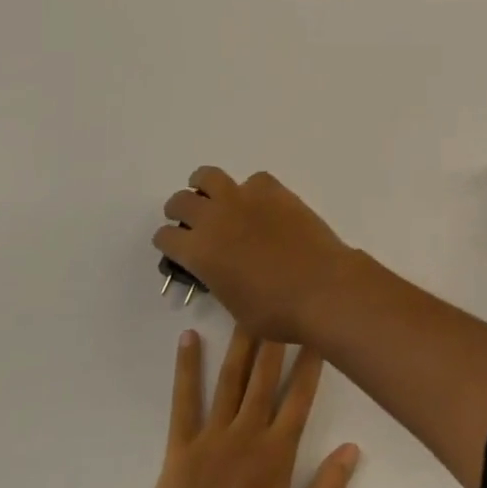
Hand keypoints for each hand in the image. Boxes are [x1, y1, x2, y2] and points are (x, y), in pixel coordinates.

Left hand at [126, 326, 359, 487]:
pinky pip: (184, 401)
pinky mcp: (179, 450)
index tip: (318, 328)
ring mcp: (210, 439)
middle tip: (282, 296)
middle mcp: (245, 436)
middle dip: (277, 335)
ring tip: (245, 305)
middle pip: (264, 376)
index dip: (311, 361)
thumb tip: (352, 449)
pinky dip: (186, 368)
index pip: (299, 398)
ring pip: (229, 379)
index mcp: (276, 458)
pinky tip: (188, 339)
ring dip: (239, 341)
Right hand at [155, 168, 354, 341]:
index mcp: (199, 252)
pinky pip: (252, 180)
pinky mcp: (272, 189)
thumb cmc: (275, 311)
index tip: (173, 246)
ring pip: (209, 176)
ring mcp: (244, 198)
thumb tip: (220, 267)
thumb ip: (218, 279)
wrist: (320, 286)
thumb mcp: (233, 305)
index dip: (167, 242)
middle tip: (187, 218)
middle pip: (181, 201)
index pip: (166, 237)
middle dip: (178, 210)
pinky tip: (260, 205)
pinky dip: (250, 190)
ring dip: (204, 185)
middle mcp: (214, 218)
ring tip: (212, 196)